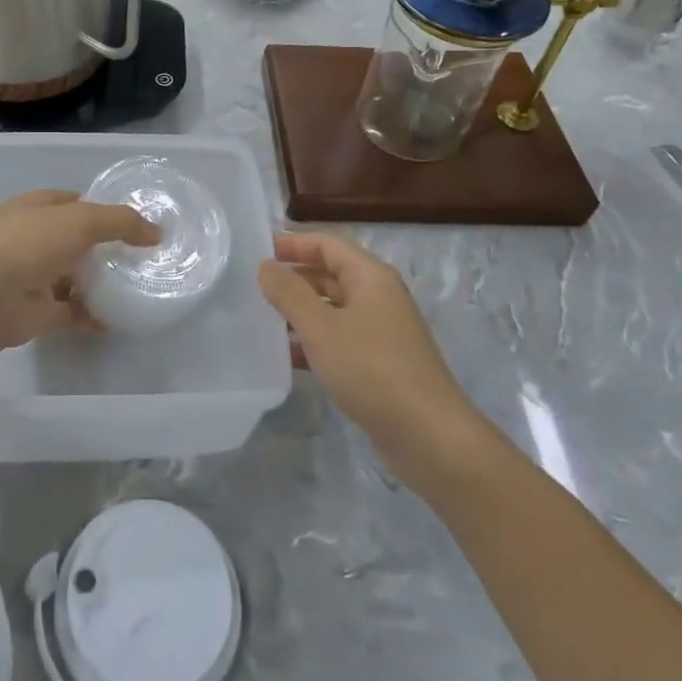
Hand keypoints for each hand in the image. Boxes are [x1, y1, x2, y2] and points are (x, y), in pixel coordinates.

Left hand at [0, 191, 159, 354]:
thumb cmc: (30, 244)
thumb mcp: (82, 220)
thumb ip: (121, 222)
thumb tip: (157, 232)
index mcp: (34, 208)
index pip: (71, 202)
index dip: (100, 208)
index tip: (131, 222)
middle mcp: (30, 239)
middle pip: (73, 241)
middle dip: (102, 248)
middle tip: (140, 257)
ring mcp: (31, 276)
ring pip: (72, 277)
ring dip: (97, 283)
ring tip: (134, 287)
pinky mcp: (35, 312)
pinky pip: (70, 311)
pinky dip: (91, 315)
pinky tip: (116, 319)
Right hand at [258, 232, 485, 478]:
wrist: (429, 437)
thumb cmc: (373, 370)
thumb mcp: (322, 328)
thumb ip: (289, 293)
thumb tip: (265, 265)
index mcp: (371, 277)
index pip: (327, 244)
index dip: (292, 243)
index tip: (257, 251)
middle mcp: (378, 297)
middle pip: (329, 275)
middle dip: (293, 277)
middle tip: (252, 286)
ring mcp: (380, 332)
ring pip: (331, 310)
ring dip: (299, 312)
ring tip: (260, 319)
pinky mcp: (378, 365)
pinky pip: (338, 340)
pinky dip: (312, 342)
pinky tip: (285, 357)